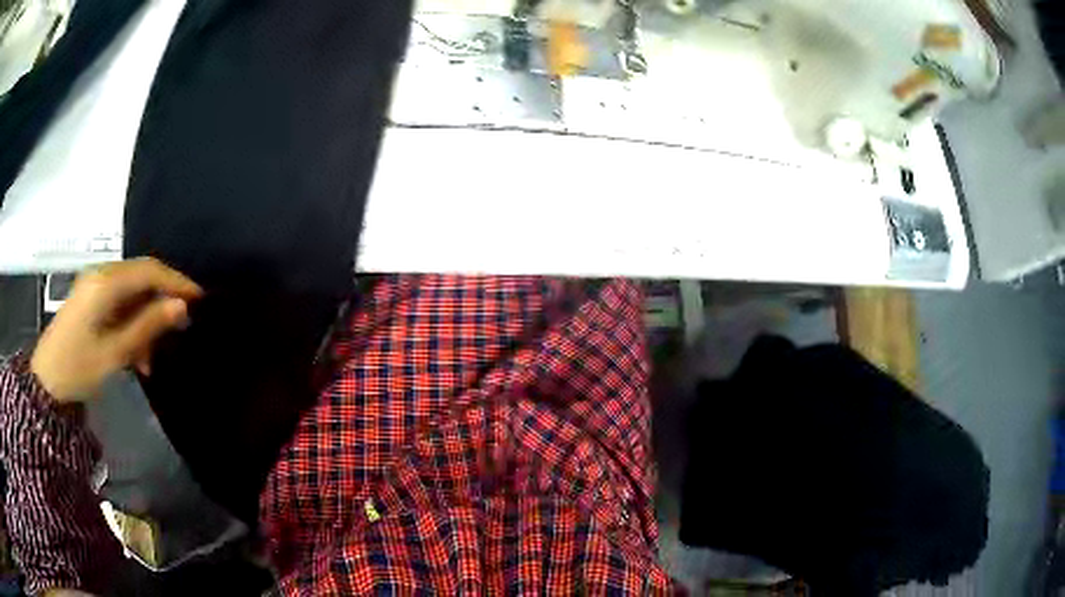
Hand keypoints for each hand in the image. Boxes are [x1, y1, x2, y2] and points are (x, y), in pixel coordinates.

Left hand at [31, 258, 202, 402]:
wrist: (46, 383)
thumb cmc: (78, 368)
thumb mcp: (114, 353)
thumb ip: (147, 327)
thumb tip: (181, 307)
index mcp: (105, 282)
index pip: (149, 270)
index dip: (176, 282)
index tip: (200, 299)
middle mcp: (100, 275)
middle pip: (140, 278)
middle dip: (161, 303)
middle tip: (180, 331)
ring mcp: (93, 287)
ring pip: (130, 294)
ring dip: (145, 320)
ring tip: (150, 359)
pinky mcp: (89, 300)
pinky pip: (118, 304)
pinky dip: (131, 325)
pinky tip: (135, 356)